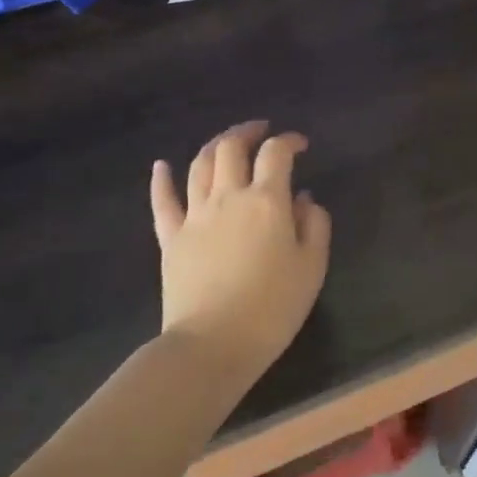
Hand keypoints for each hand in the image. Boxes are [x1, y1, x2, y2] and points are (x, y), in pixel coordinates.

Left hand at [150, 121, 331, 388]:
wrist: (213, 345)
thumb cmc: (272, 308)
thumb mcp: (312, 268)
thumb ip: (314, 226)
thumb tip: (304, 199)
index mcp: (267, 201)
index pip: (276, 154)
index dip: (289, 141)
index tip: (300, 145)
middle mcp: (228, 197)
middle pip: (232, 148)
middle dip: (248, 131)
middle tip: (261, 131)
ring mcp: (195, 215)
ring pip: (199, 165)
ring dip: (214, 145)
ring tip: (226, 141)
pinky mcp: (170, 237)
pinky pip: (163, 201)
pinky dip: (161, 179)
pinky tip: (162, 165)